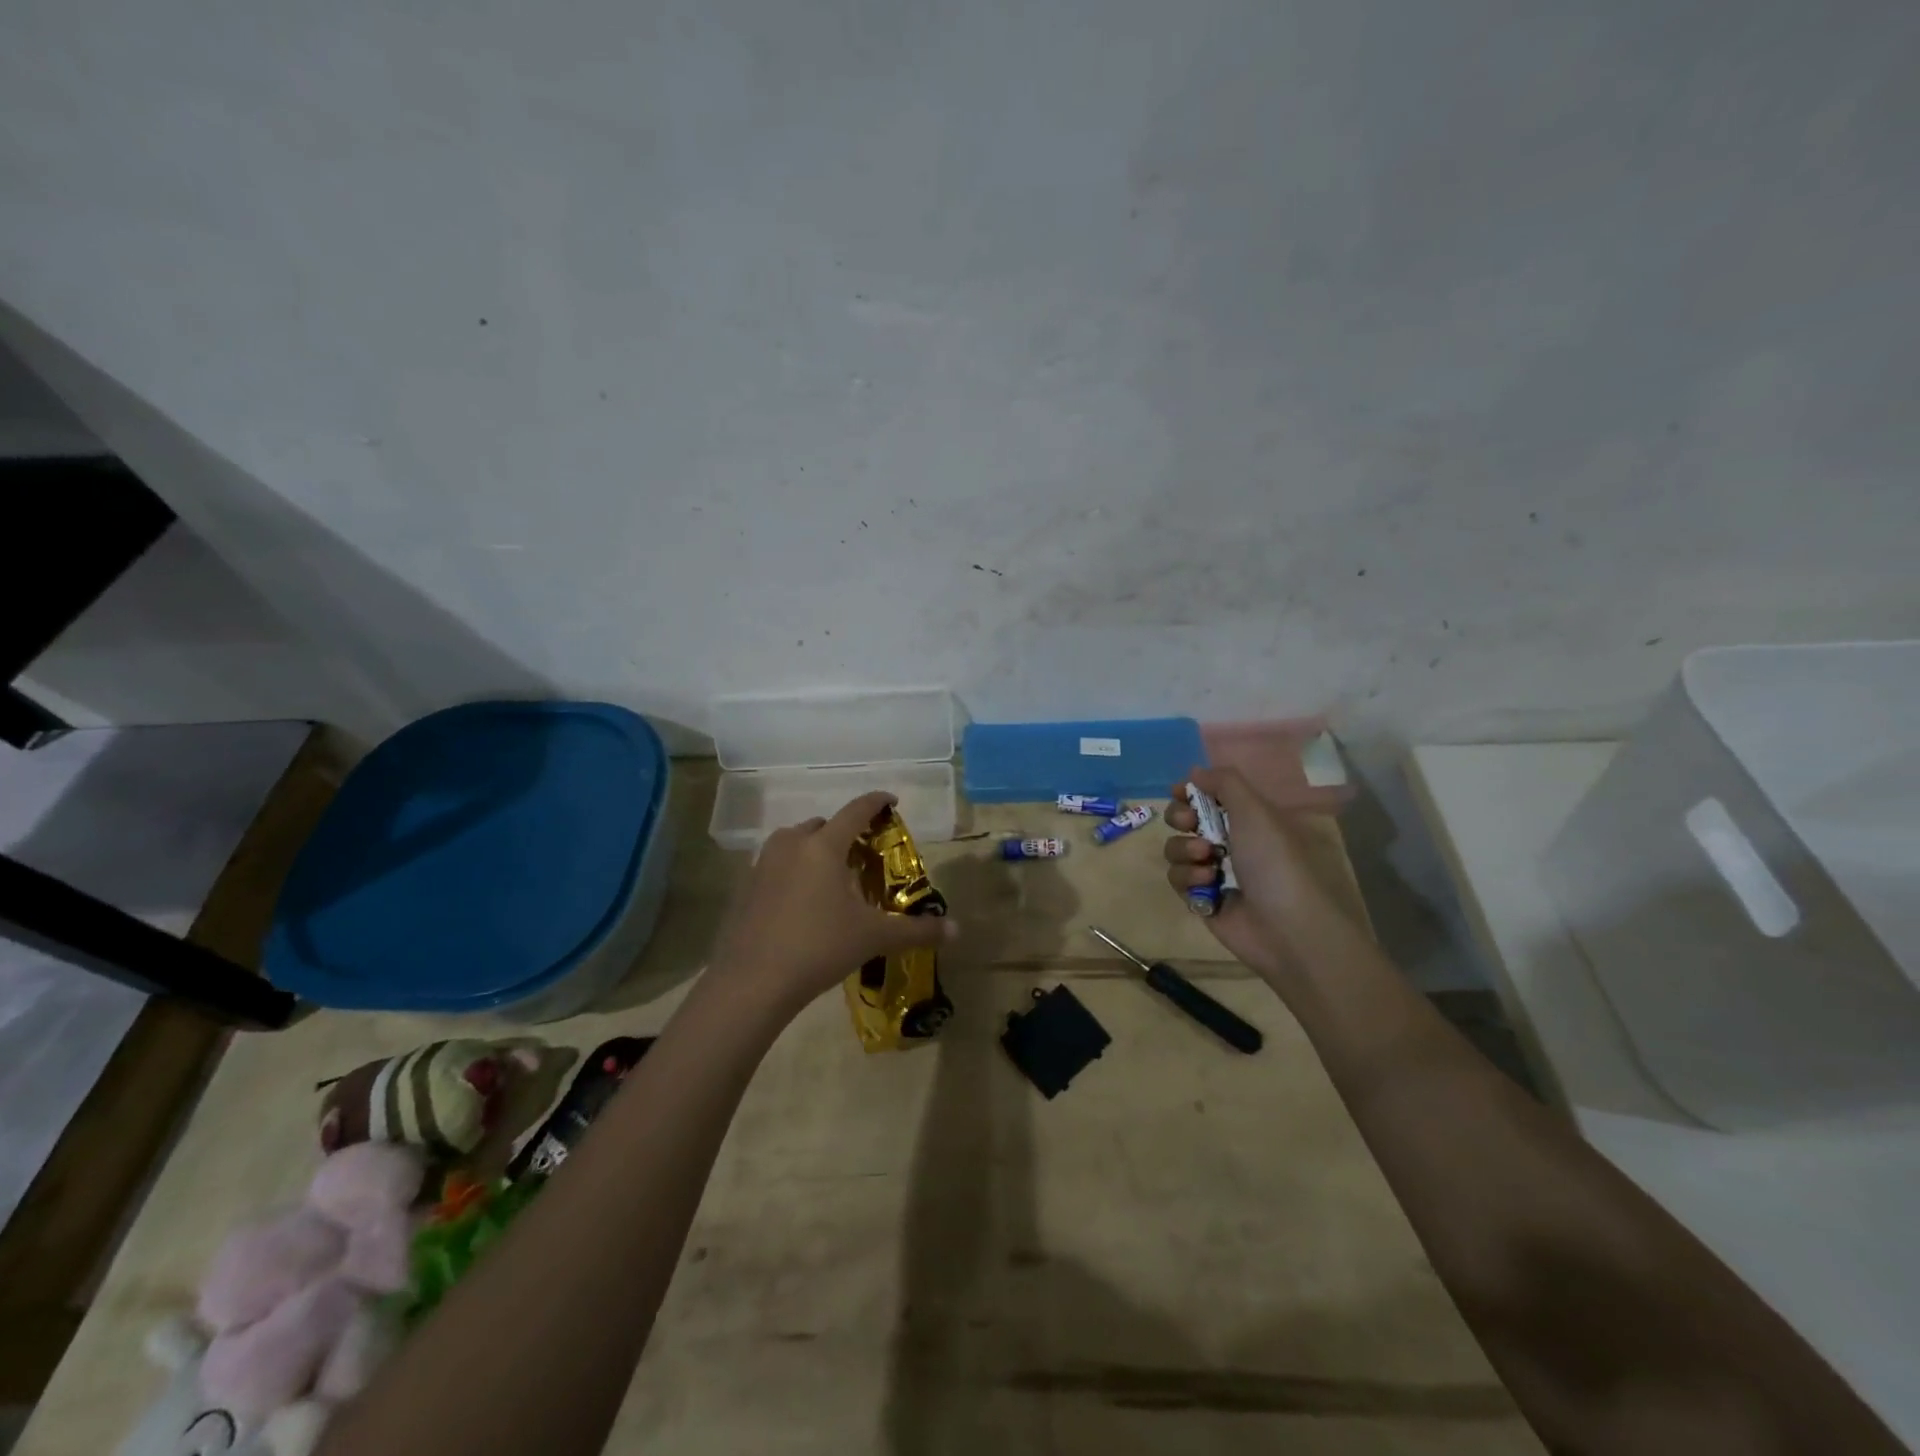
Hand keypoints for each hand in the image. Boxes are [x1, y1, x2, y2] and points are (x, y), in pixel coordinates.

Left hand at [711, 792, 955, 1015]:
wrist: (753, 982)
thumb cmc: (819, 947)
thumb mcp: (873, 937)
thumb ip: (916, 930)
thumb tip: (956, 931)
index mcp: (824, 846)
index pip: (856, 810)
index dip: (876, 802)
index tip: (891, 801)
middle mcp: (791, 844)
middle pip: (823, 825)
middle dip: (844, 833)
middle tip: (862, 857)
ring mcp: (763, 864)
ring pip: (795, 842)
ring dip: (815, 850)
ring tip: (832, 878)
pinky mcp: (746, 887)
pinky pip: (776, 865)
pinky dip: (793, 871)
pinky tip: (803, 902)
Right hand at [1161, 766, 1352, 978]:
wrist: (1287, 929)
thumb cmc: (1275, 862)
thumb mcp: (1255, 811)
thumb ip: (1224, 783)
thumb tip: (1194, 772)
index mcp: (1248, 818)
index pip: (1210, 795)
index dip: (1191, 791)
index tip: (1180, 792)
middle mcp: (1230, 841)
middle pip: (1185, 819)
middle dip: (1181, 818)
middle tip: (1190, 824)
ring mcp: (1215, 871)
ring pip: (1177, 848)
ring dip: (1185, 850)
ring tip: (1207, 860)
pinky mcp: (1202, 899)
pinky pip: (1178, 878)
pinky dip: (1188, 878)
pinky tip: (1207, 885)